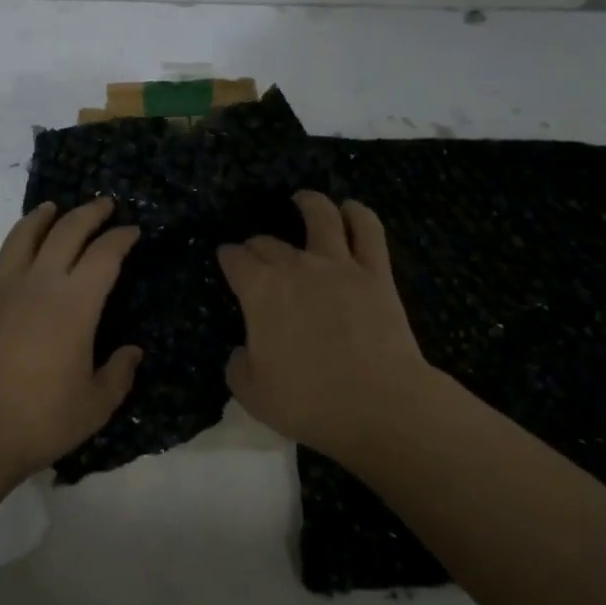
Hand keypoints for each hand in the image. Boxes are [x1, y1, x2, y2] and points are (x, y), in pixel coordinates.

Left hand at [0, 198, 140, 503]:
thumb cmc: (37, 422)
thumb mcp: (94, 406)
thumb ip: (118, 374)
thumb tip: (132, 352)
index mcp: (74, 304)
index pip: (105, 256)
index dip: (122, 238)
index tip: (133, 231)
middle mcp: (37, 284)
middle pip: (65, 233)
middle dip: (88, 214)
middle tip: (103, 205)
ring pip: (20, 238)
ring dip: (39, 218)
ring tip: (52, 207)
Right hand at [217, 192, 439, 462]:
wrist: (378, 404)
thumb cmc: (309, 402)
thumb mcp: (251, 393)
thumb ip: (238, 366)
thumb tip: (242, 351)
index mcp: (259, 290)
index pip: (235, 259)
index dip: (227, 257)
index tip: (227, 260)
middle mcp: (295, 266)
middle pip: (269, 242)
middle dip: (257, 244)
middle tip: (256, 254)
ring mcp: (338, 264)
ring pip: (321, 217)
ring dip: (309, 203)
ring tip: (303, 199)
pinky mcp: (375, 272)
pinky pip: (368, 230)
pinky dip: (358, 213)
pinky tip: (351, 208)